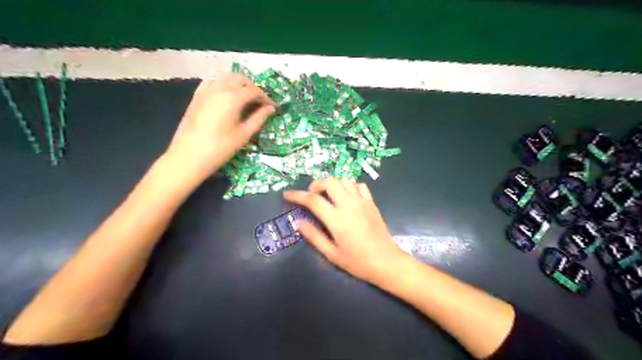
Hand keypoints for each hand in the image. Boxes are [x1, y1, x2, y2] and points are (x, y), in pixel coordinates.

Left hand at [164, 74, 272, 181]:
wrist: (189, 156)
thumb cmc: (221, 147)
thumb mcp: (244, 134)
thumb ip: (259, 118)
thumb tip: (271, 108)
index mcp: (233, 97)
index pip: (254, 91)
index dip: (265, 98)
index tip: (271, 107)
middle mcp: (220, 88)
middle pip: (241, 79)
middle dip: (253, 88)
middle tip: (259, 103)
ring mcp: (206, 90)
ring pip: (226, 78)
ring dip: (239, 84)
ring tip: (245, 99)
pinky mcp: (197, 96)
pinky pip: (213, 82)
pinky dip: (223, 85)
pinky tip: (226, 96)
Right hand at [284, 178, 407, 283]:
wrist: (386, 262)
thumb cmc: (358, 262)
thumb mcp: (332, 254)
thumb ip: (314, 236)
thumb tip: (299, 222)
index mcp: (337, 219)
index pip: (312, 200)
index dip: (297, 195)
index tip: (287, 195)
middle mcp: (349, 205)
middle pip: (329, 182)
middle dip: (316, 184)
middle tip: (311, 195)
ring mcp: (362, 201)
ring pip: (344, 180)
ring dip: (332, 183)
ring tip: (327, 195)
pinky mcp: (371, 202)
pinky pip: (358, 185)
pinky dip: (348, 185)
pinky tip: (346, 196)